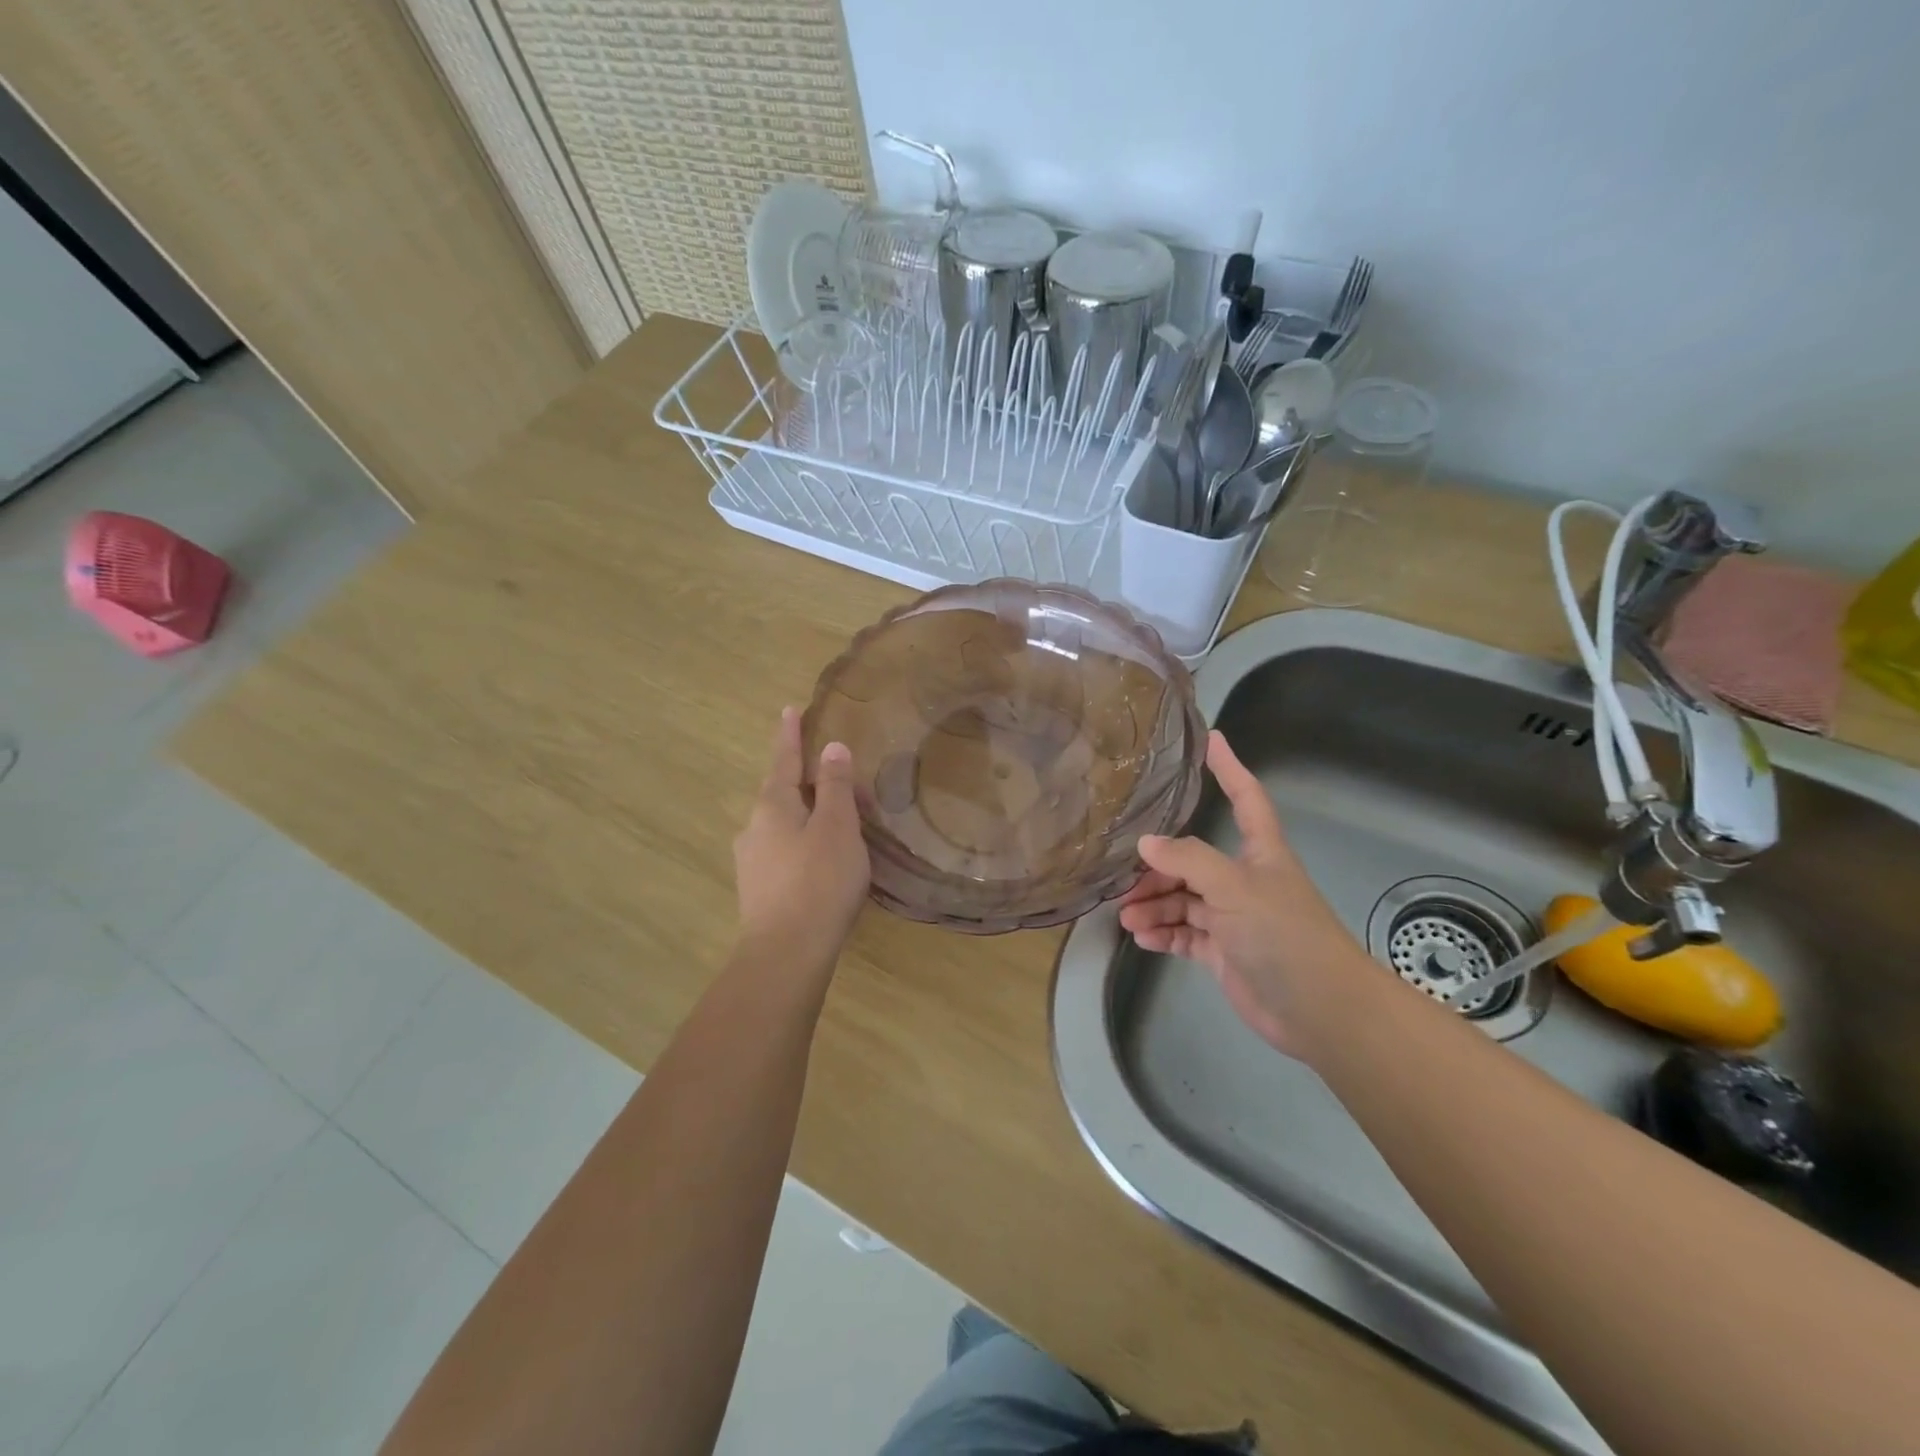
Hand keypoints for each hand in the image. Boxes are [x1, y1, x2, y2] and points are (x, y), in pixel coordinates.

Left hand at [732, 707, 870, 972]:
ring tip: (840, 825)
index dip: (790, 735)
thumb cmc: (819, 881)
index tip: (789, 709)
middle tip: (844, 784)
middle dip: (811, 783)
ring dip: (809, 816)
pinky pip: (783, 851)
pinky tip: (821, 862)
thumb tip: (832, 748)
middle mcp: (754, 827)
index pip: (784, 759)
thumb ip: (835, 786)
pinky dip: (804, 844)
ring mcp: (751, 861)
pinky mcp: (757, 890)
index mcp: (773, 805)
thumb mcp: (838, 827)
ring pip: (783, 825)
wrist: (786, 953)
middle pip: (783, 793)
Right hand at [1118, 730, 1373, 1059]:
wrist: (1320, 1009)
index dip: (1230, 768)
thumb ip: (1188, 860)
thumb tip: (1145, 843)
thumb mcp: (1234, 887)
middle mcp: (1244, 879)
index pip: (1246, 797)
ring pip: (1182, 899)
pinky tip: (1142, 938)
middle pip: (1193, 860)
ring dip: (1153, 906)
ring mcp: (1233, 917)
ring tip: (1127, 919)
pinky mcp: (1224, 951)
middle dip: (1158, 869)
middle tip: (1124, 883)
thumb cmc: (1284, 933)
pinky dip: (1163, 934)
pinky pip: (1184, 934)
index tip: (1212, 739)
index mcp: (1259, 852)